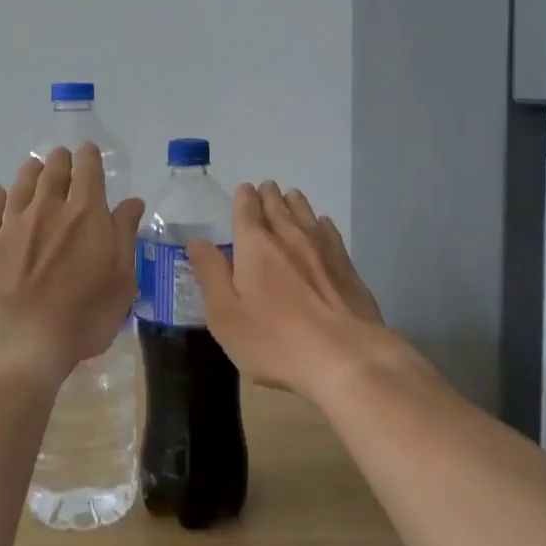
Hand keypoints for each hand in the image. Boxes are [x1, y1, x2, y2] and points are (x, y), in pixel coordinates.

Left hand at [0, 145, 145, 389]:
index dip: (89, 158)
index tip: (88, 151)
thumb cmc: (81, 317)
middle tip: (61, 155)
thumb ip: (125, 237)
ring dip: (29, 173)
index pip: (88, 173)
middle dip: (59, 161)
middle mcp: (47, 210)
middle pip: (52, 174)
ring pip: (21, 187)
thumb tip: (132, 202)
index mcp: (86, 215)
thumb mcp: (121, 281)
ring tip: (33, 165)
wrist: (15, 343)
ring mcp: (12, 226)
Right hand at [186, 181, 412, 401]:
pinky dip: (321, 224)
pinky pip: (330, 233)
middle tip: (266, 188)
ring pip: (306, 214)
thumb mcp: (226, 316)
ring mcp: (322, 250)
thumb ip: (211, 275)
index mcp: (255, 246)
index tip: (244, 190)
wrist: (347, 357)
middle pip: (278, 207)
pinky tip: (322, 225)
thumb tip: (197, 242)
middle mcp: (289, 237)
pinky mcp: (347, 267)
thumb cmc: (275, 341)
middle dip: (269, 196)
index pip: (247, 210)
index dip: (244, 198)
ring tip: (291, 197)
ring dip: (295, 203)